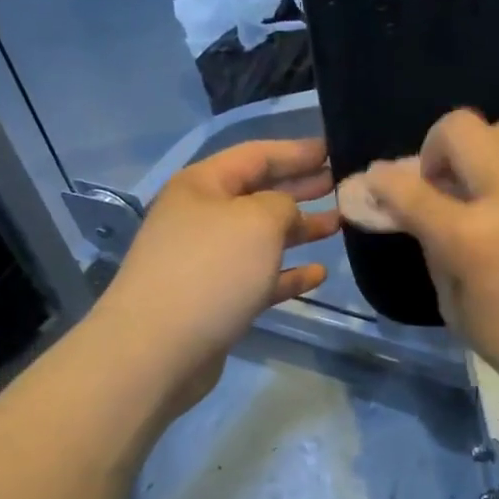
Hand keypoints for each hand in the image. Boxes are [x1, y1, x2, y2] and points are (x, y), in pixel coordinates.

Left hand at [93, 138, 339, 414]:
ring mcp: (207, 261)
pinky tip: (318, 274)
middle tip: (340, 185)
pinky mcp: (216, 300)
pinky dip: (288, 273)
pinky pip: (259, 278)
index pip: (256, 155)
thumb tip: (287, 215)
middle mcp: (202, 217)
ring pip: (262, 238)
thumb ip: (284, 205)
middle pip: (258, 194)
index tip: (333, 150)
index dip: (296, 151)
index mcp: (203, 185)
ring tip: (338, 225)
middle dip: (299, 188)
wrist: (158, 348)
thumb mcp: (258, 221)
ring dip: (300, 230)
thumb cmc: (211, 270)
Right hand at [361, 111, 498, 406]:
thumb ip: (436, 255)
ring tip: (480, 193)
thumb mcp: (458, 312)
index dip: (382, 181)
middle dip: (434, 146)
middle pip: (461, 127)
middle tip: (439, 184)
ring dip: (478, 153)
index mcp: (472, 237)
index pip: (410, 188)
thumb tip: (426, 222)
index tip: (375, 182)